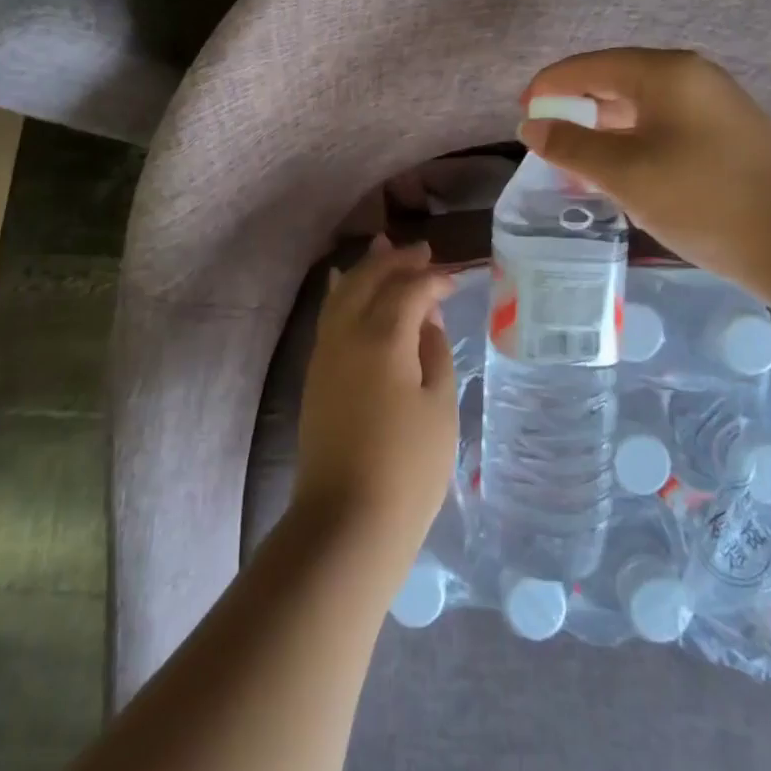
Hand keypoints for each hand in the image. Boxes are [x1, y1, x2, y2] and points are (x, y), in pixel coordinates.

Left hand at [294, 237, 458, 578]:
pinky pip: (329, 314)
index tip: (454, 278)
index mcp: (382, 337)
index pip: (409, 290)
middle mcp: (347, 333)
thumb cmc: (407, 467)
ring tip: (386, 250)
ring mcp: (325, 352)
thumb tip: (426, 319)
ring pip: (343, 291)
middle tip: (422, 251)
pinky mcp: (315, 372)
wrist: (347, 519)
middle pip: (369, 278)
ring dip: (367, 269)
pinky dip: (344, 292)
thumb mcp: (438, 407)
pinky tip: (348, 287)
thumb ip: (434, 353)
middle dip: (396, 260)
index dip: (433, 279)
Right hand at [519, 48, 770, 282]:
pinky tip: (620, 168)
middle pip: (616, 79)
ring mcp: (714, 103)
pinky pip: (663, 123)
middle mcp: (691, 76)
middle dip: (576, 105)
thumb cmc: (704, 200)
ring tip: (575, 157)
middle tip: (545, 137)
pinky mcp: (727, 132)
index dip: (550, 86)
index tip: (522, 113)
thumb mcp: (625, 174)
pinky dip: (632, 139)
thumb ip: (571, 146)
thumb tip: (530, 125)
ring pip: (640, 104)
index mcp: (666, 73)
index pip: (590, 66)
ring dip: (603, 126)